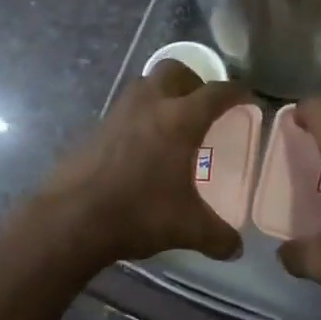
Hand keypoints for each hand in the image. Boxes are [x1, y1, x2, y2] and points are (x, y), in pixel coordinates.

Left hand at [38, 61, 251, 265]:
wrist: (72, 218)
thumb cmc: (139, 213)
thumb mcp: (188, 228)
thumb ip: (218, 237)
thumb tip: (236, 249)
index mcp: (180, 119)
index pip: (217, 92)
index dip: (237, 92)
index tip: (248, 99)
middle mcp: (150, 105)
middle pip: (175, 70)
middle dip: (194, 81)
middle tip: (203, 106)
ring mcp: (118, 113)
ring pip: (145, 84)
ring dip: (163, 93)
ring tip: (173, 123)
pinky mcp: (96, 128)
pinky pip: (125, 109)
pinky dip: (139, 117)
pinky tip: (143, 147)